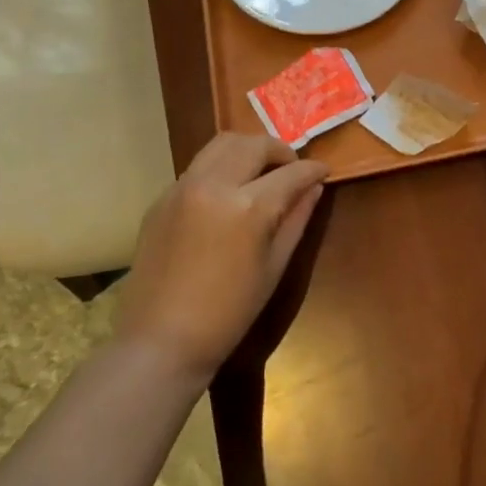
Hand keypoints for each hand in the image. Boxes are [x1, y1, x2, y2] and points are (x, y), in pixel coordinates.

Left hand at [115, 134, 329, 383]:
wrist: (161, 341)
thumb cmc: (229, 313)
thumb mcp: (275, 266)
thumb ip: (297, 219)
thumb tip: (314, 187)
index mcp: (248, 207)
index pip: (291, 172)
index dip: (313, 170)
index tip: (324, 171)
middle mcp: (213, 185)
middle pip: (253, 144)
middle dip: (280, 151)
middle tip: (292, 170)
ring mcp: (182, 188)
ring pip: (221, 144)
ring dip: (248, 151)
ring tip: (261, 173)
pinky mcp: (161, 199)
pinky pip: (198, 167)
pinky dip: (221, 168)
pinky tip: (228, 195)